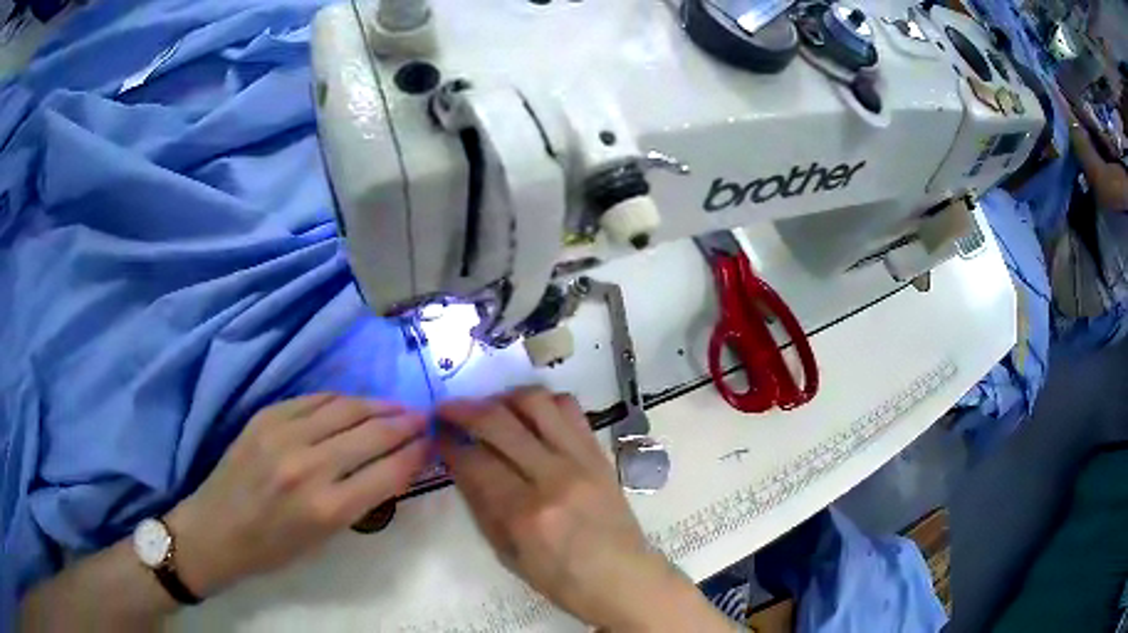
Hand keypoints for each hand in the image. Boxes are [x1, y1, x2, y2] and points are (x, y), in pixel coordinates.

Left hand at [167, 394, 428, 595]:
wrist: (216, 529)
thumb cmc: (273, 549)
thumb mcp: (324, 540)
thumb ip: (358, 501)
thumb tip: (389, 467)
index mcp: (328, 508)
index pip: (388, 472)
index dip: (416, 454)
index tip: (432, 444)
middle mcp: (309, 466)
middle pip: (372, 434)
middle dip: (405, 424)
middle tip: (424, 418)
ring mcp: (284, 435)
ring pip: (345, 408)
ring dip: (377, 405)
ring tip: (397, 406)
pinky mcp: (266, 416)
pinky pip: (314, 400)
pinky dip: (341, 400)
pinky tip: (354, 403)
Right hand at [438, 387, 727, 630]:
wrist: (624, 579)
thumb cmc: (563, 580)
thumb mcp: (510, 555)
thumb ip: (483, 507)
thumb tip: (460, 465)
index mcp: (525, 514)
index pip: (475, 460)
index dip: (448, 443)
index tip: (436, 434)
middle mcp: (553, 477)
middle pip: (499, 422)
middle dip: (463, 409)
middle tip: (447, 410)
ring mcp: (581, 460)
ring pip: (536, 402)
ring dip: (504, 397)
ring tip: (490, 408)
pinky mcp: (600, 453)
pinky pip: (570, 409)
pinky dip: (544, 402)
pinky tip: (529, 415)